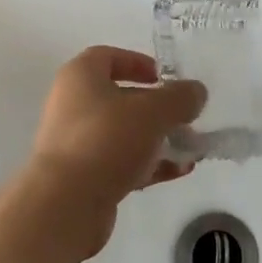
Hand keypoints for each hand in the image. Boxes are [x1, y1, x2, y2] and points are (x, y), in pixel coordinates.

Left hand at [12, 46, 206, 260]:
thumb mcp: (153, 112)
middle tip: (185, 116)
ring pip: (123, 133)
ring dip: (157, 138)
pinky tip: (180, 170)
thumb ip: (180, 98)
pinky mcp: (83, 177)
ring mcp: (76, 144)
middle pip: (120, 98)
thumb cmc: (106, 140)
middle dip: (157, 107)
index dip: (138, 63)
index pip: (108, 57)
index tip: (165, 77)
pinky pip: (121, 163)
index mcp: (80, 77)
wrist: (65, 205)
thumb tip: (196, 92)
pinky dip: (149, 164)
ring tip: (191, 148)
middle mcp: (73, 105)